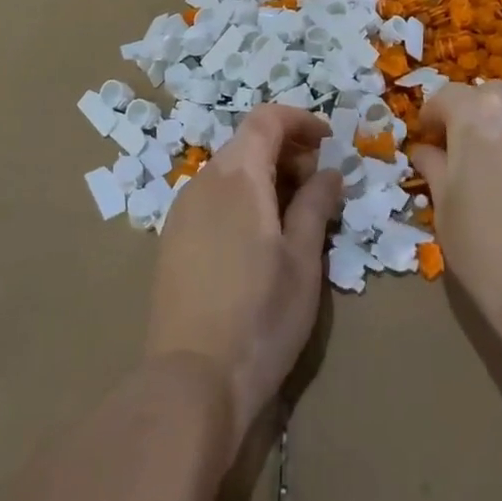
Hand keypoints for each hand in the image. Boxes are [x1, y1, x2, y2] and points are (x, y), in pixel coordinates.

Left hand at [145, 104, 343, 452]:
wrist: (191, 381)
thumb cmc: (261, 316)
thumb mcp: (303, 260)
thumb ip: (316, 205)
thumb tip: (329, 173)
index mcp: (237, 176)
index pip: (266, 119)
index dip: (300, 121)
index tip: (329, 141)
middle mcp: (204, 181)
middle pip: (247, 142)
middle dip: (286, 150)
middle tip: (319, 184)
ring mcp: (182, 211)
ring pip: (229, 170)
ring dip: (264, 175)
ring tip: (294, 213)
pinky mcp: (172, 240)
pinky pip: (212, 197)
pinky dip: (242, 197)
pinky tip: (259, 237)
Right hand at [410, 81, 501, 330]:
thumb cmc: (487, 252)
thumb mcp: (445, 210)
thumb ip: (434, 169)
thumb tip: (426, 151)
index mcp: (475, 116)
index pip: (446, 96)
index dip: (433, 116)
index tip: (429, 138)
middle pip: (493, 92)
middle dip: (476, 111)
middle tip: (470, 148)